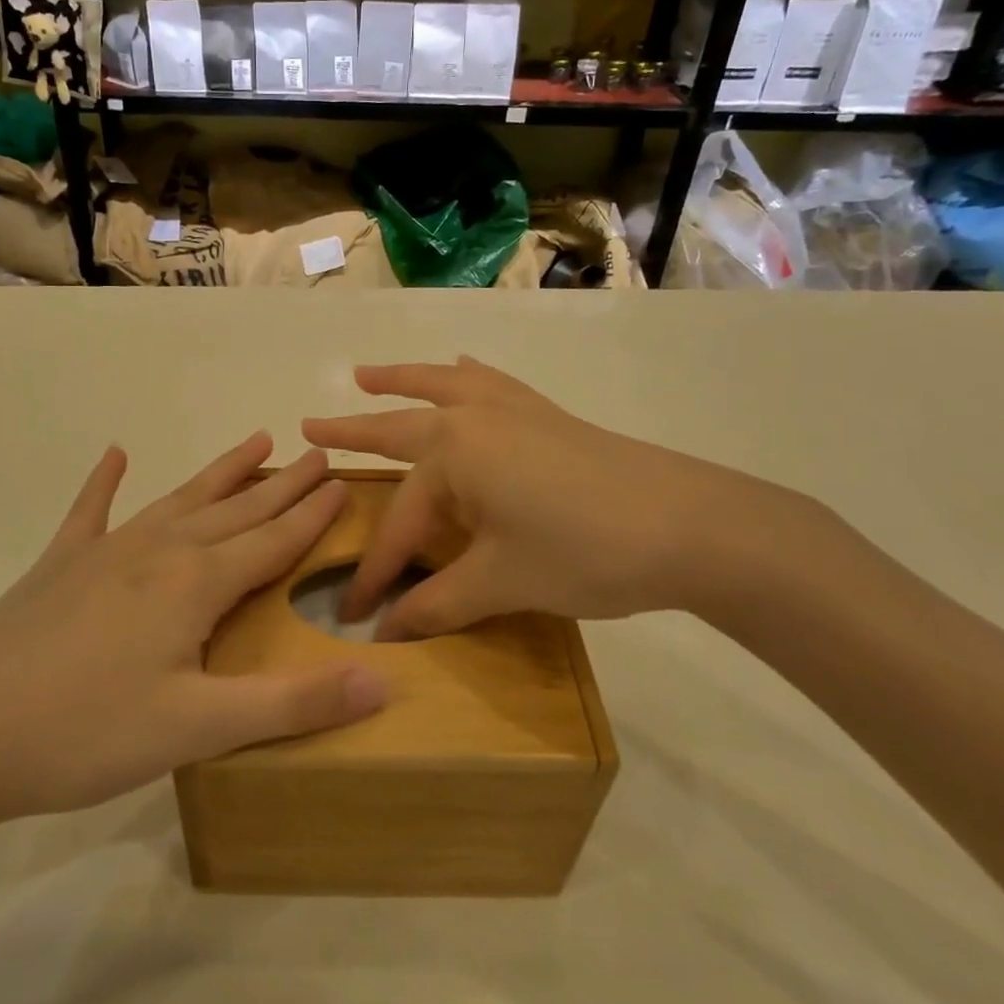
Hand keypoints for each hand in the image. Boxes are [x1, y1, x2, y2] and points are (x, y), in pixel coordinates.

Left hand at [0, 435, 386, 861]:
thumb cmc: (84, 733)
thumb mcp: (199, 729)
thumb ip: (293, 704)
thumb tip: (382, 684)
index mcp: (194, 584)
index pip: (272, 541)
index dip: (311, 514)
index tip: (342, 482)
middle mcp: (157, 551)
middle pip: (235, 510)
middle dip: (281, 483)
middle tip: (316, 452)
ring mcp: (103, 552)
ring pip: (180, 500)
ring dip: (221, 472)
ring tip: (256, 440)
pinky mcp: (58, 566)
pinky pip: (89, 512)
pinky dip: (103, 482)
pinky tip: (113, 455)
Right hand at [303, 358, 812, 638]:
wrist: (692, 525)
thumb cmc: (585, 550)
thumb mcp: (502, 582)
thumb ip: (437, 604)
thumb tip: (386, 633)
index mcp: (453, 453)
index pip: (400, 522)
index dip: (376, 573)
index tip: (357, 613)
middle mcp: (474, 419)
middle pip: (400, 428)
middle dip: (354, 433)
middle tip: (311, 426)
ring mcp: (514, 411)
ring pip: (443, 388)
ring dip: (402, 382)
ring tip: (367, 375)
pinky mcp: (548, 416)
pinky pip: (491, 385)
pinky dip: (466, 377)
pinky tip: (464, 370)